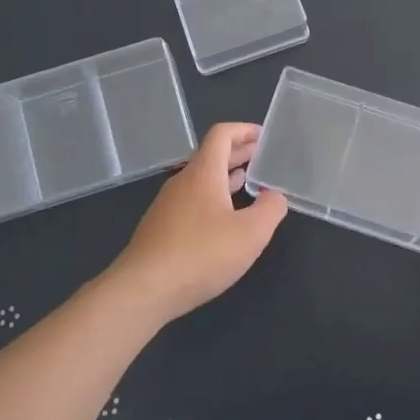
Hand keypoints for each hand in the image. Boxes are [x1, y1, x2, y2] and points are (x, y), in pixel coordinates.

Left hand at [106, 122, 287, 322]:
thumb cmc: (201, 254)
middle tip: (263, 157)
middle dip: (238, 152)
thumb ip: (270, 209)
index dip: (244, 130)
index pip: (222, 134)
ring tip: (249, 182)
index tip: (264, 135)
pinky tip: (224, 219)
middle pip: (211, 155)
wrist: (144, 289)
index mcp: (203, 172)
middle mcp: (183, 181)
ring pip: (201, 179)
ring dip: (226, 176)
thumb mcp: (250, 233)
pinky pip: (192, 200)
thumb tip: (275, 196)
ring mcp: (168, 205)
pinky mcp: (161, 227)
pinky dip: (213, 197)